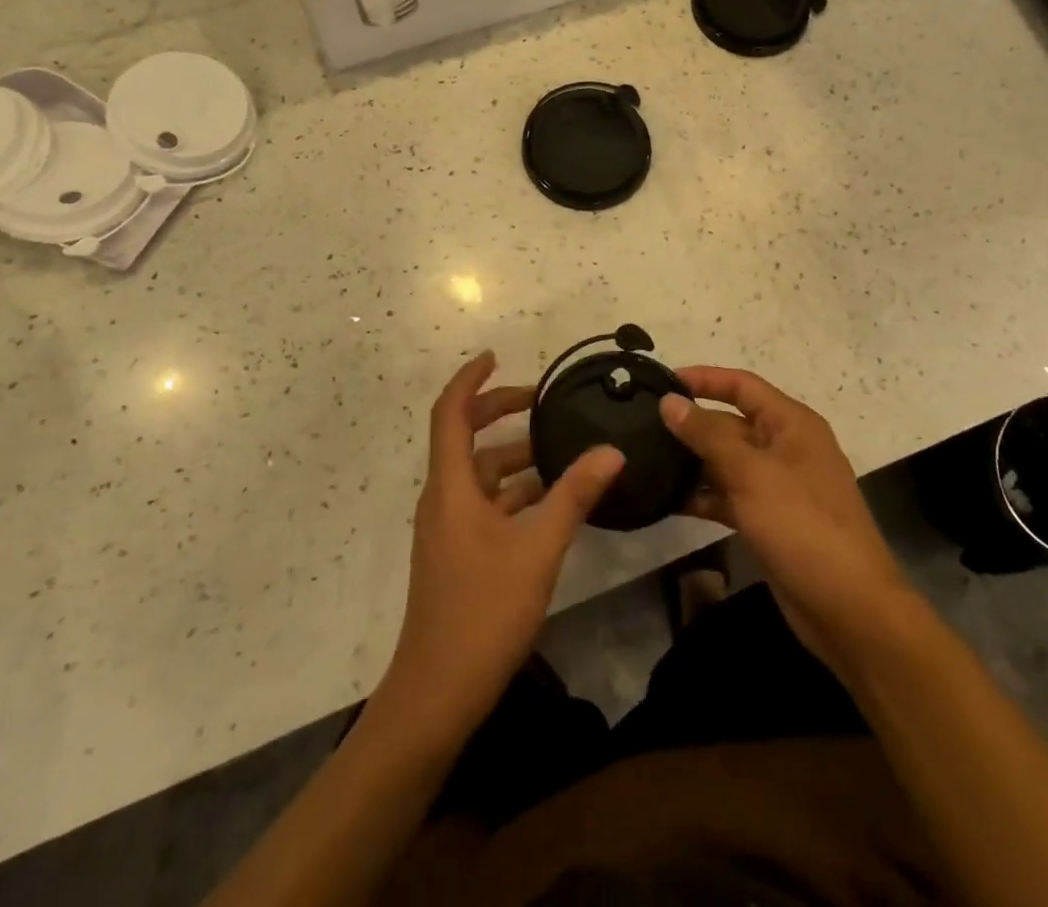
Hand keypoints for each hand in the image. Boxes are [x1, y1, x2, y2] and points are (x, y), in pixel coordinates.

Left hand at [381, 352, 623, 739]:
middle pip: (464, 437)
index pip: (450, 413)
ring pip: (480, 473)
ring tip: (560, 447)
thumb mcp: (537, 549)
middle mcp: (444, 498)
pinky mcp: (459, 553)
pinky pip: (486, 503)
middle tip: (540, 401)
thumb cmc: (482, 612)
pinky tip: (552, 498)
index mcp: (450, 486)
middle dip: (498, 412)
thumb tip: (611, 451)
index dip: (470, 379)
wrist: (436, 693)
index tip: (495, 355)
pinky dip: (515, 491)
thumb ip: (574, 495)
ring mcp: (449, 528)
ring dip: (514, 456)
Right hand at [660, 368, 908, 677]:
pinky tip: (667, 500)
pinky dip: (703, 496)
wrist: (849, 608)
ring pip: (727, 461)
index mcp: (791, 424)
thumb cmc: (802, 525)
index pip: (742, 385)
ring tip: (646, 459)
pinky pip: (729, 496)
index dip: (704, 379)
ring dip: (692, 462)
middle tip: (642, 425)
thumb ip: (707, 435)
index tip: (663, 380)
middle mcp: (785, 447)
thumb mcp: (750, 473)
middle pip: (731, 423)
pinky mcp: (769, 519)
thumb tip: (669, 401)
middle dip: (691, 424)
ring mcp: (778, 486)